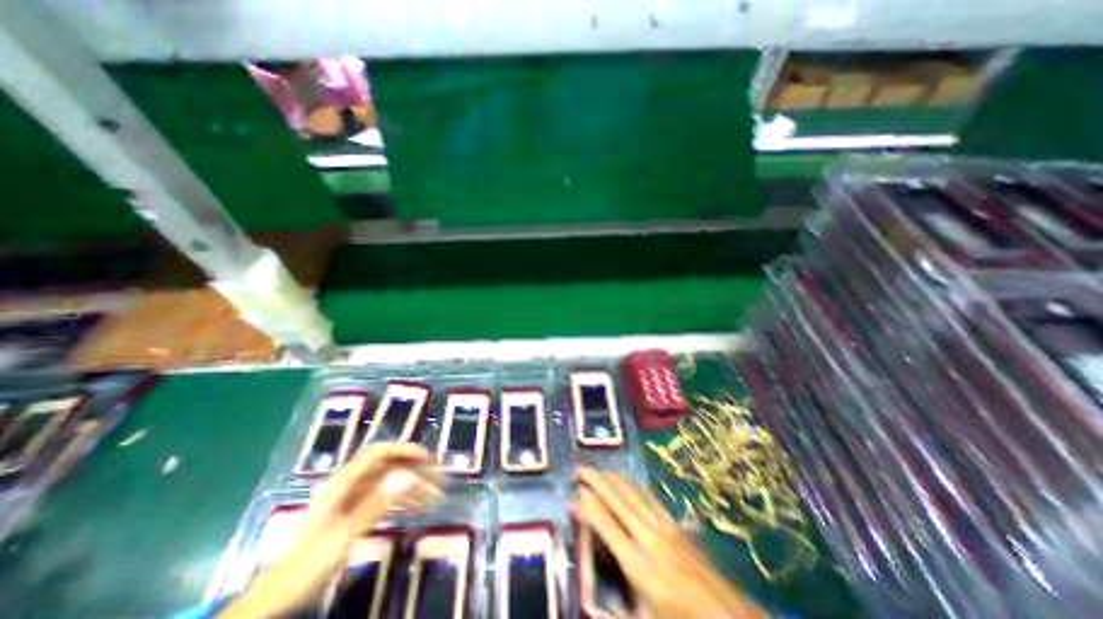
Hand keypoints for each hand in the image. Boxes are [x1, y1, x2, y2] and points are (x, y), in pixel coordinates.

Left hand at [219, 442, 442, 615]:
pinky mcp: (357, 510)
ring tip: (433, 495)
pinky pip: (385, 496)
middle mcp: (350, 484)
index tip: (426, 456)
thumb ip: (375, 504)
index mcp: (343, 483)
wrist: (280, 593)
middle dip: (414, 467)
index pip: (378, 453)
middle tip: (436, 476)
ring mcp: (354, 497)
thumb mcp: (344, 534)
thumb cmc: (309, 562)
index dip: (403, 449)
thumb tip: (406, 479)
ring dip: (412, 485)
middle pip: (388, 464)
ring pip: (390, 481)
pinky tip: (416, 507)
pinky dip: (402, 499)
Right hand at [578, 469, 769, 617]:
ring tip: (597, 468)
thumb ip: (614, 609)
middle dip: (596, 481)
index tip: (572, 496)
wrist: (727, 617)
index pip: (606, 526)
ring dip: (612, 479)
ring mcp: (663, 527)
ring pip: (632, 493)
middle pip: (617, 500)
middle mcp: (648, 537)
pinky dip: (632, 485)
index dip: (587, 508)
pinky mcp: (674, 524)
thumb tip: (589, 597)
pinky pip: (648, 497)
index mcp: (638, 564)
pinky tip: (625, 481)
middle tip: (580, 468)